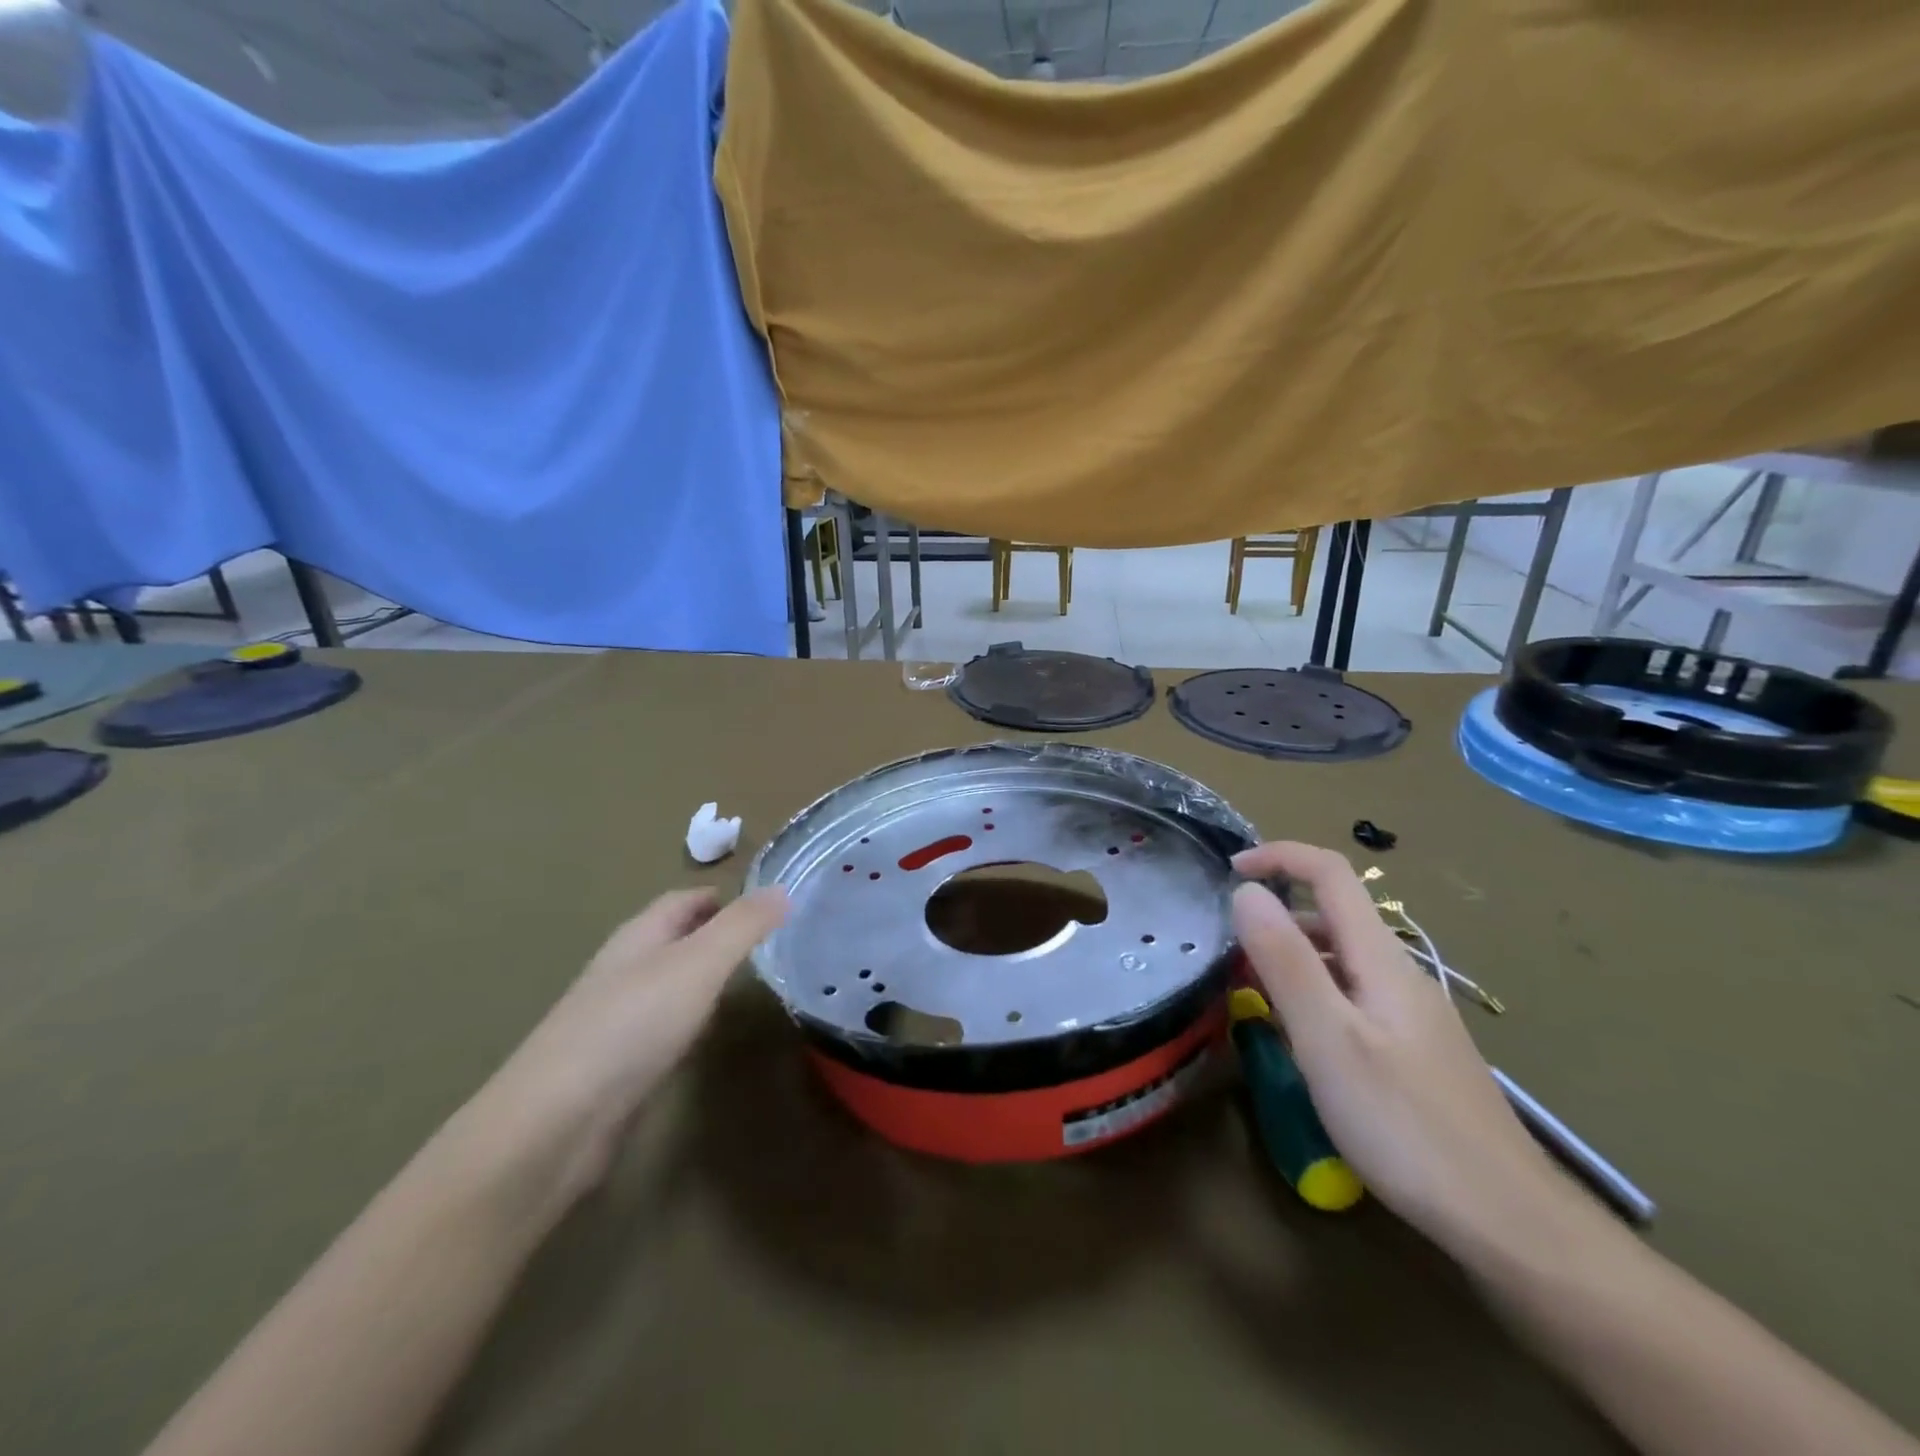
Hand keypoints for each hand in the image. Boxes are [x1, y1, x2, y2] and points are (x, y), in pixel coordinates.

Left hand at [452, 888, 787, 1206]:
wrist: (557, 1121)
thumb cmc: (633, 1024)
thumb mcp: (700, 963)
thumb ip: (742, 926)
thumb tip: (782, 889)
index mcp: (639, 936)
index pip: (683, 900)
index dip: (722, 897)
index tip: (766, 904)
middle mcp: (625, 968)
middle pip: (674, 939)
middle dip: (716, 935)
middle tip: (768, 943)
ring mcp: (616, 1017)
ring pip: (669, 983)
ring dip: (703, 978)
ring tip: (748, 984)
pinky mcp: (616, 1063)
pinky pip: (662, 1026)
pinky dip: (689, 1020)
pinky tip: (707, 1037)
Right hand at [1230, 843, 1571, 1255]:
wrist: (1508, 1221)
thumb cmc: (1405, 1124)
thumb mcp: (1328, 1038)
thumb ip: (1285, 960)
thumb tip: (1246, 892)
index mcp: (1380, 959)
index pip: (1331, 873)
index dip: (1279, 856)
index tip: (1230, 870)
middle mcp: (1399, 974)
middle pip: (1334, 915)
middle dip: (1277, 914)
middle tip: (1227, 950)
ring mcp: (1411, 1015)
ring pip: (1341, 960)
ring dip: (1292, 957)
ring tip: (1249, 992)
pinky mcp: (1414, 1051)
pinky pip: (1352, 997)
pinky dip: (1313, 994)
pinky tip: (1299, 1040)